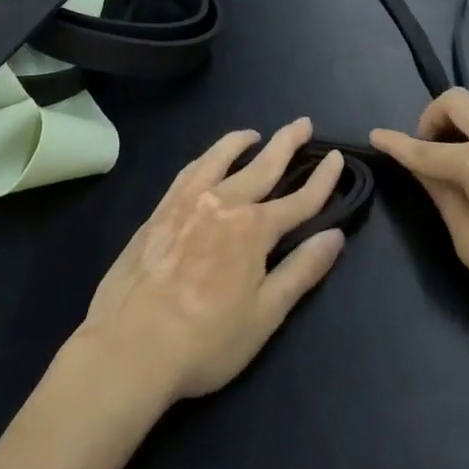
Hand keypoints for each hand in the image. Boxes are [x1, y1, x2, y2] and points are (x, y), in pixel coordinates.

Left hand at [73, 118, 346, 403]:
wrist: (131, 345)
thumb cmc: (206, 340)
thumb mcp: (264, 315)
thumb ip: (301, 271)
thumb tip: (335, 235)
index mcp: (254, 229)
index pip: (299, 199)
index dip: (322, 180)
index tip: (337, 157)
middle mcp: (224, 202)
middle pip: (263, 165)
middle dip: (287, 143)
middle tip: (302, 123)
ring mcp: (189, 201)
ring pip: (221, 158)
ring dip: (241, 142)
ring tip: (255, 133)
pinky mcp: (161, 209)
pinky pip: (190, 170)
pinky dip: (207, 157)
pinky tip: (208, 159)